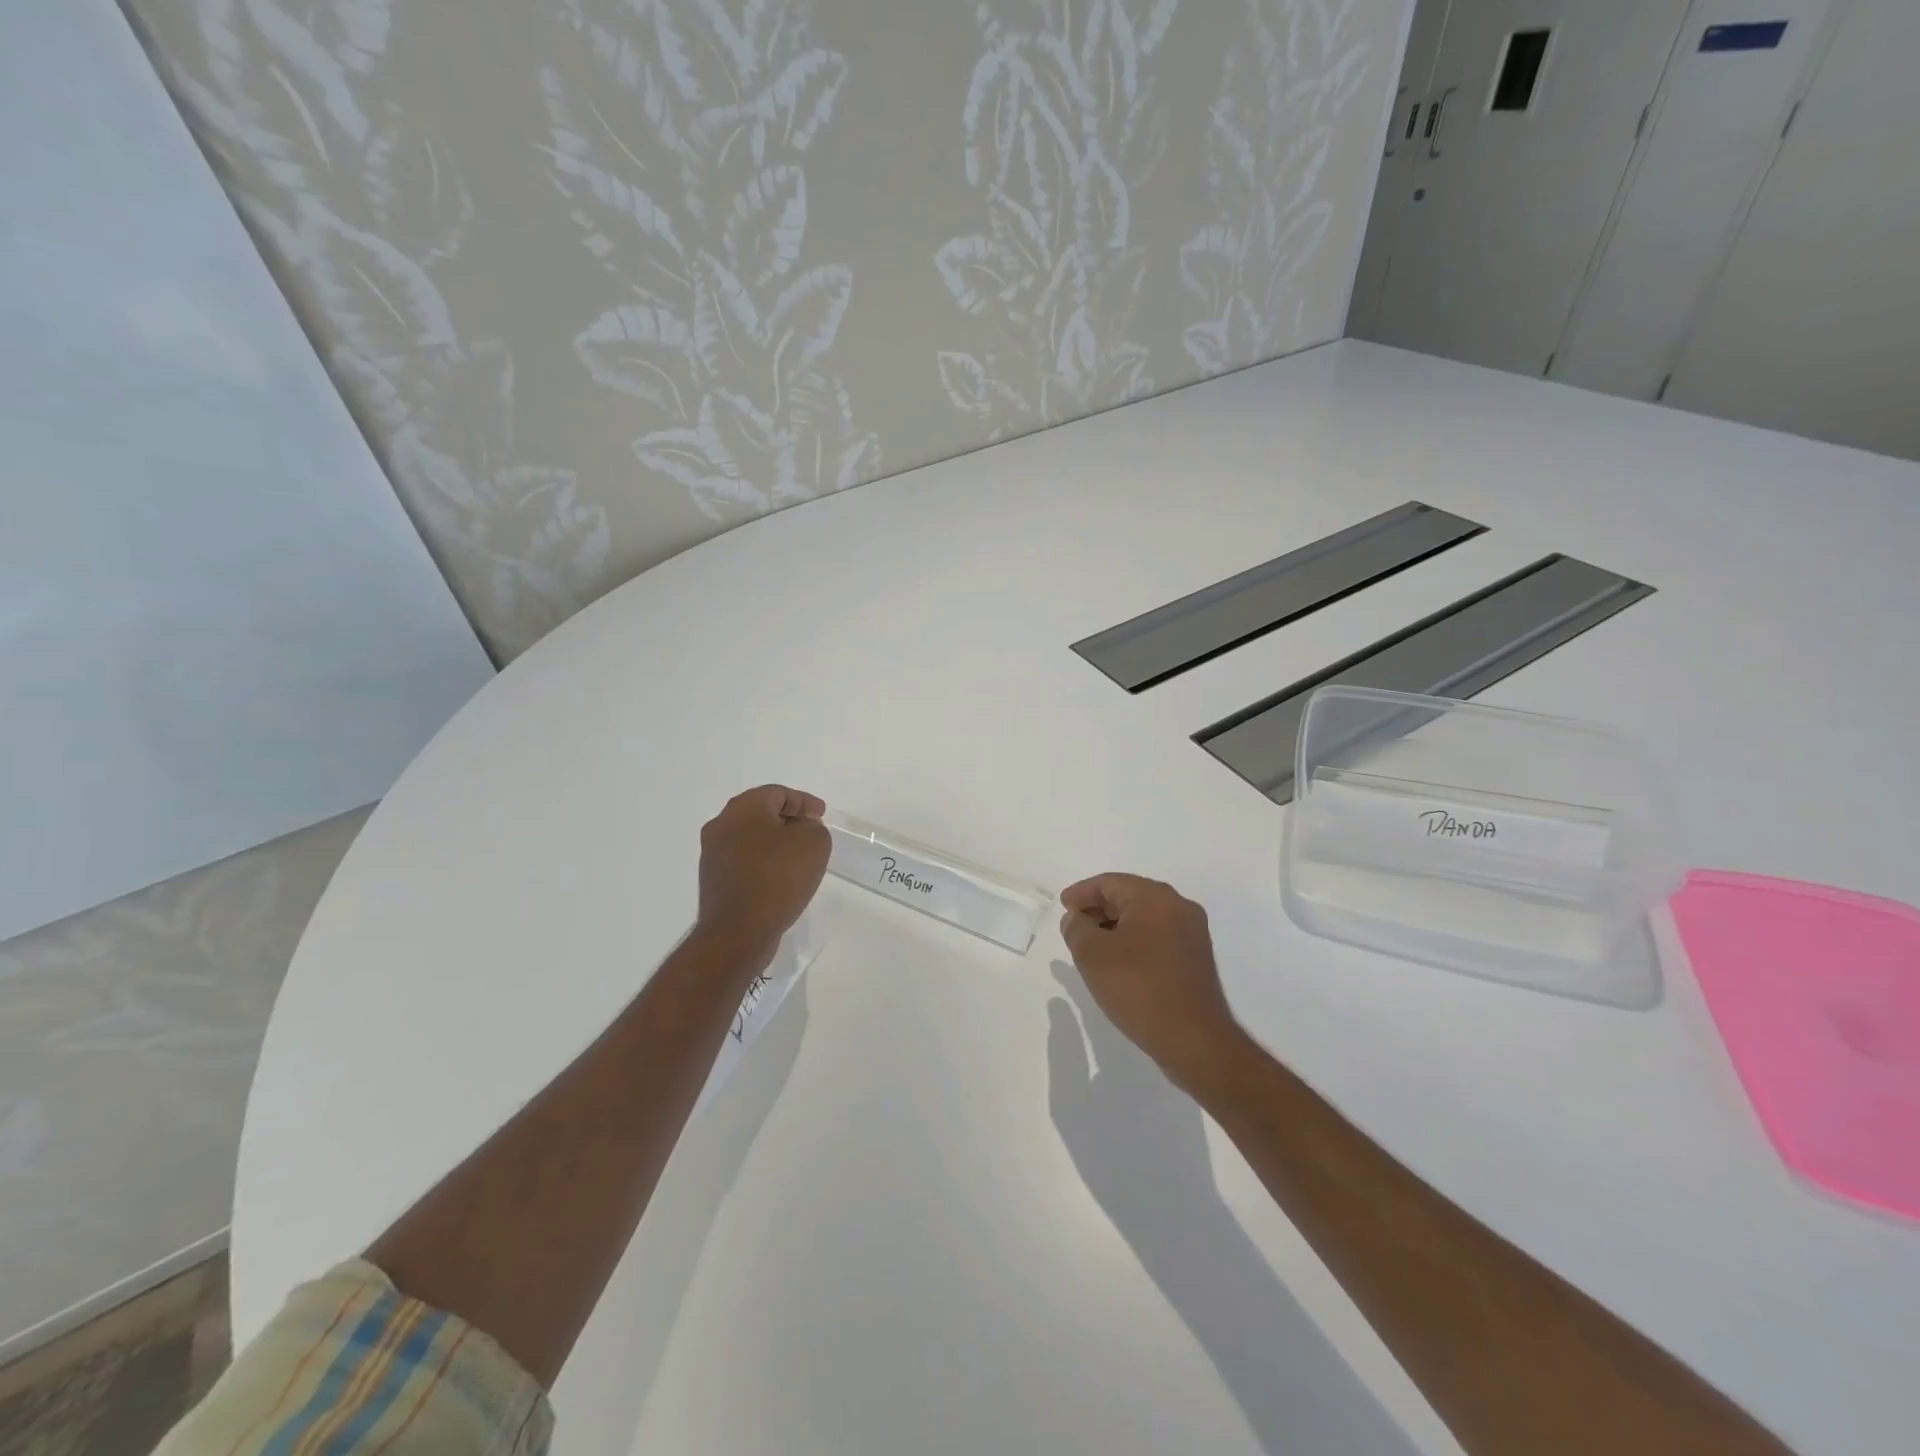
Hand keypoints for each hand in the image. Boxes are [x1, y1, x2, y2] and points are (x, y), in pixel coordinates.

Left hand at [697, 785, 830, 958]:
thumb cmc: (777, 878)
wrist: (738, 932)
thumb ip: (814, 827)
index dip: (804, 802)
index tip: (822, 814)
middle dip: (788, 819)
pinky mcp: (713, 880)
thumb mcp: (814, 843)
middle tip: (811, 830)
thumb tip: (801, 829)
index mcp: (743, 808)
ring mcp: (712, 854)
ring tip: (798, 856)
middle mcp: (721, 825)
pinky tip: (780, 877)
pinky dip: (763, 862)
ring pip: (750, 837)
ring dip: (774, 842)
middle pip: (761, 813)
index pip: (778, 793)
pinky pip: (744, 860)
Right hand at [1058, 874, 1248, 1095]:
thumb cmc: (1139, 988)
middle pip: (1130, 897)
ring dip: (1115, 927)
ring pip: (1145, 919)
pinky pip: (1158, 938)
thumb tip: (1076, 918)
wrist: (1194, 1040)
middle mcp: (1179, 907)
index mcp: (1156, 898)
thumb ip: (1076, 928)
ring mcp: (1192, 934)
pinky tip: (1118, 963)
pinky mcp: (1196, 959)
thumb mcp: (1093, 955)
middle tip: (1074, 925)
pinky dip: (1134, 942)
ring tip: (1091, 946)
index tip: (1063, 907)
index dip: (1082, 893)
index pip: (1111, 882)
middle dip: (1099, 909)